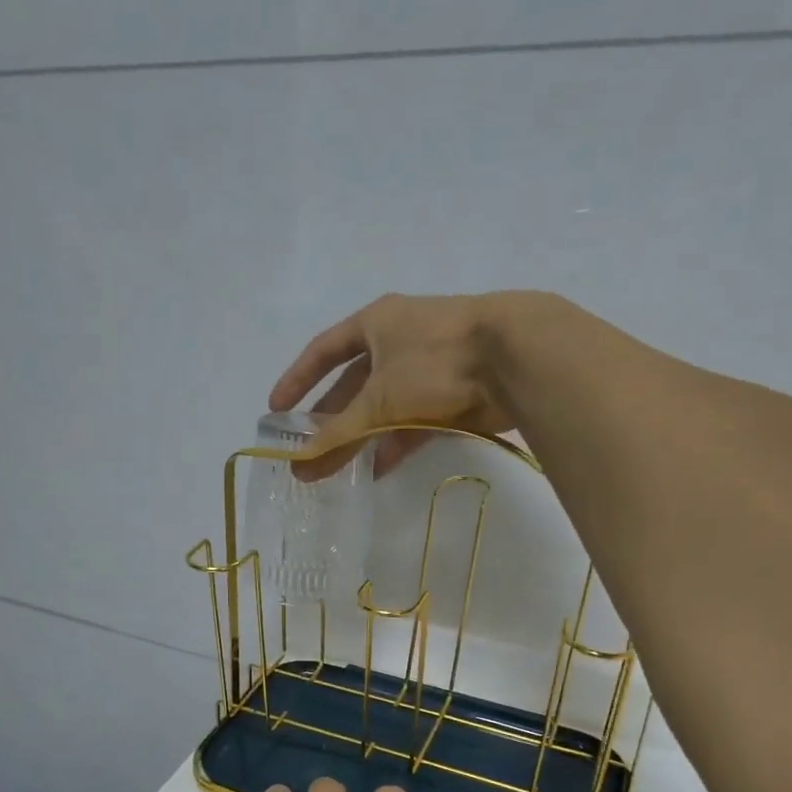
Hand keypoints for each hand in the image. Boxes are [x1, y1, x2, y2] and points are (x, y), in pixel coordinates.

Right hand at [268, 292, 525, 480]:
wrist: (515, 359)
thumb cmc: (434, 362)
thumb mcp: (378, 400)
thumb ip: (338, 435)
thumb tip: (299, 466)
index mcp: (375, 323)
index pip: (324, 351)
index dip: (298, 379)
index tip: (277, 409)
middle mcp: (399, 340)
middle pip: (353, 385)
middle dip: (330, 419)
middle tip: (307, 450)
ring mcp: (428, 367)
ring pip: (383, 406)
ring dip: (360, 436)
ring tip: (336, 469)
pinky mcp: (453, 393)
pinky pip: (412, 421)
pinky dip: (394, 442)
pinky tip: (377, 469)